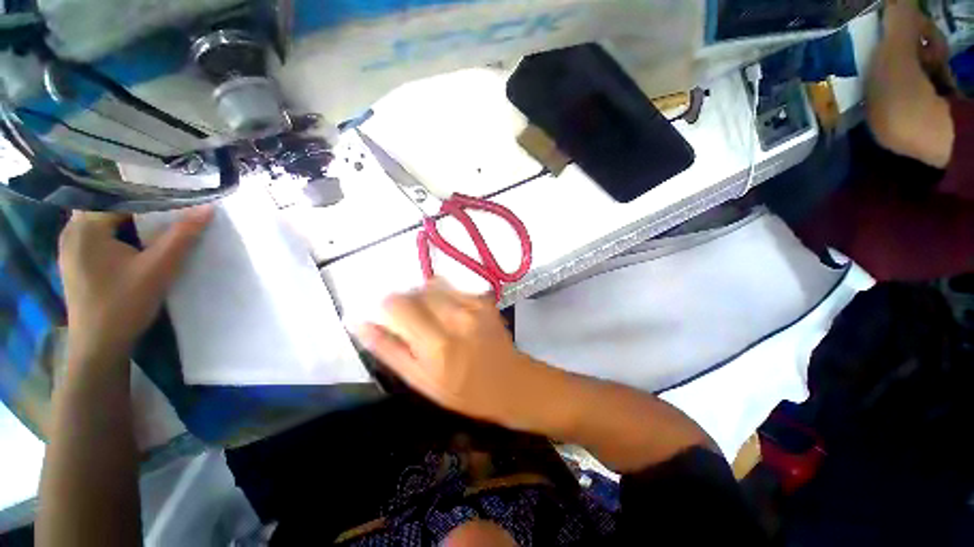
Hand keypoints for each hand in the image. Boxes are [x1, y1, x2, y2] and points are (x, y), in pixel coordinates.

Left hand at [58, 207, 212, 363]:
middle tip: (170, 211)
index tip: (177, 198)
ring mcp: (70, 246)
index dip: (151, 195)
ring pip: (103, 219)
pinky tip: (134, 244)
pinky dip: (118, 232)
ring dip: (129, 220)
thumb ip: (181, 236)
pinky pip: (97, 234)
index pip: (120, 196)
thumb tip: (207, 208)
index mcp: (86, 227)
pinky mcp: (75, 260)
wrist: (99, 346)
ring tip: (156, 226)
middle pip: (109, 205)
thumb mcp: (158, 269)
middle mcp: (72, 230)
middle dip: (140, 206)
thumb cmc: (125, 304)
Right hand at [357, 280, 543, 426]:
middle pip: (415, 290)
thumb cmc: (462, 390)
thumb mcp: (420, 380)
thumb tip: (359, 323)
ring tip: (430, 317)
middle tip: (412, 322)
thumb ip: (389, 349)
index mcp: (436, 344)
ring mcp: (473, 305)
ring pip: (433, 285)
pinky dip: (444, 296)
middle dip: (406, 302)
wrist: (509, 381)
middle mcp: (455, 317)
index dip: (387, 306)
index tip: (387, 316)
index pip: (398, 304)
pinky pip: (453, 287)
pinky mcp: (484, 300)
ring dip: (424, 297)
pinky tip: (450, 314)